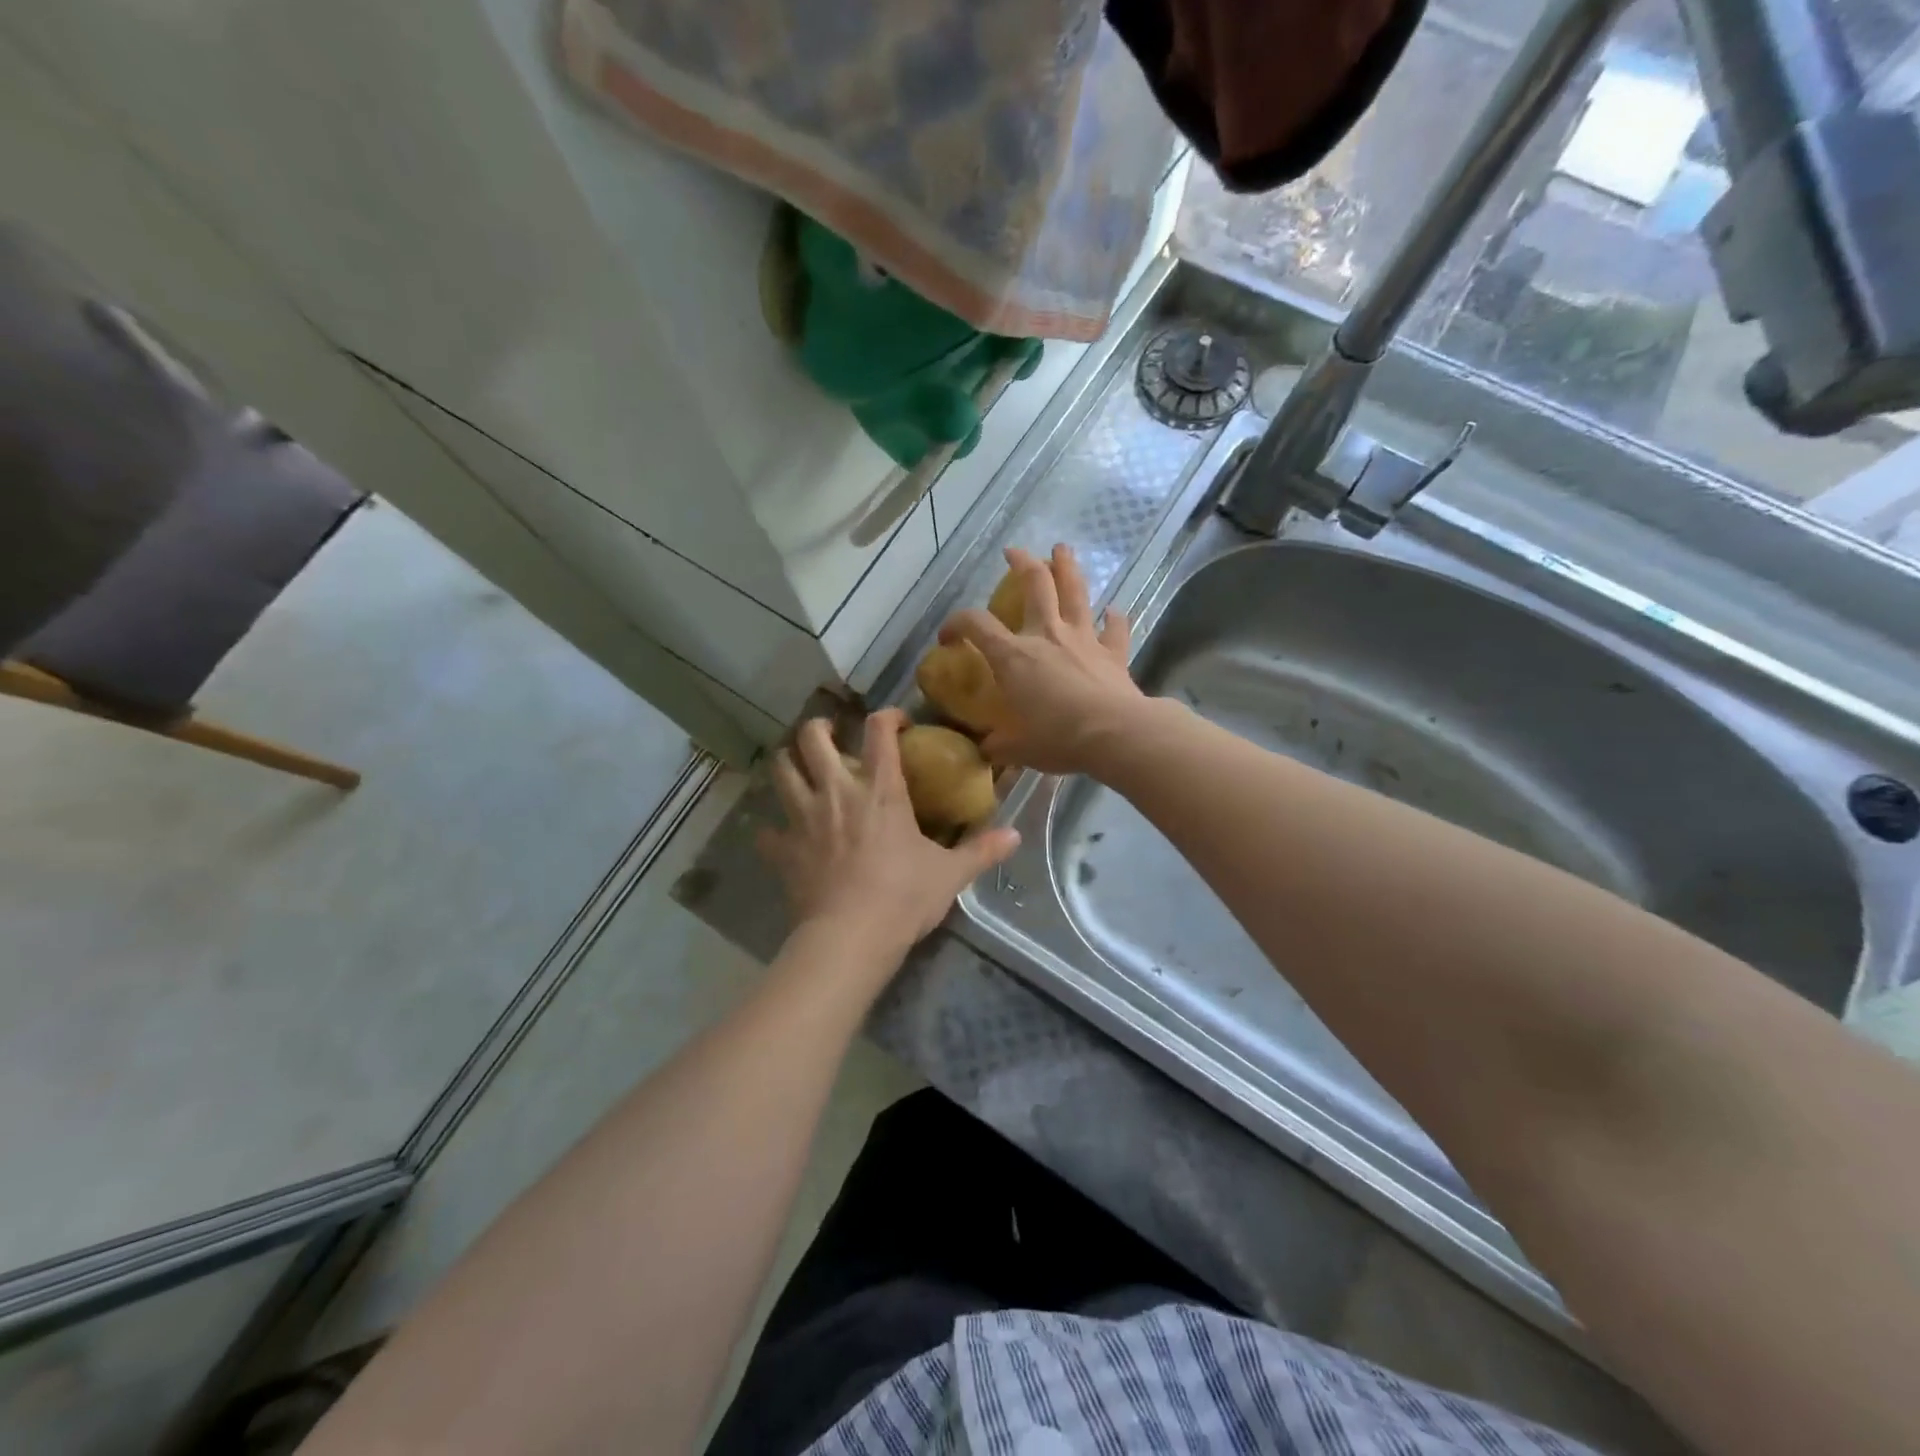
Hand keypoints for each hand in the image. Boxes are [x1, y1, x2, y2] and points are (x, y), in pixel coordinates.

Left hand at [757, 712, 1019, 961]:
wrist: (851, 936)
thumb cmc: (904, 897)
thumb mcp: (951, 874)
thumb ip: (982, 850)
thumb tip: (1016, 836)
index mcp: (880, 789)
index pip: (880, 731)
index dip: (887, 716)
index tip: (897, 722)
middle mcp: (837, 791)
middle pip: (813, 738)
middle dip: (819, 728)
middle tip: (832, 736)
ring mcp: (804, 818)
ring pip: (781, 770)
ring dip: (788, 762)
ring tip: (799, 766)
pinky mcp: (784, 849)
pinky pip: (767, 831)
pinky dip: (772, 829)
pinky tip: (782, 835)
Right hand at [940, 545, 1145, 773]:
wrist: (1114, 734)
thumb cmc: (1058, 738)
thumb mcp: (1018, 748)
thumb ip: (1000, 745)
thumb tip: (988, 751)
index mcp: (1014, 656)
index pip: (976, 625)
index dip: (957, 623)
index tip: (949, 636)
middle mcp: (1046, 635)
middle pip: (1035, 585)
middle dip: (1023, 563)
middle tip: (1015, 551)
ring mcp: (1083, 639)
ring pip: (1075, 592)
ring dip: (1068, 568)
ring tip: (1062, 549)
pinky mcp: (1113, 652)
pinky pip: (1115, 628)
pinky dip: (1114, 618)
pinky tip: (1114, 611)